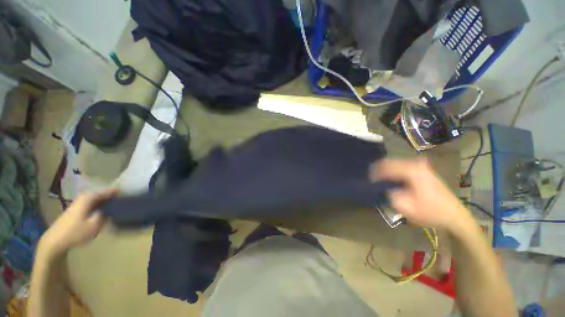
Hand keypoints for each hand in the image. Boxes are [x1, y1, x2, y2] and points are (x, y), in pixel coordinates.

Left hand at [40, 189, 117, 255]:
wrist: (55, 241)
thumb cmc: (76, 232)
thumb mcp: (94, 225)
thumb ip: (105, 215)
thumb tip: (111, 209)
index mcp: (88, 198)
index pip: (107, 191)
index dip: (117, 192)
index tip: (127, 193)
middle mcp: (83, 197)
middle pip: (100, 194)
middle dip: (111, 196)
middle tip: (123, 200)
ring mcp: (78, 204)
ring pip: (95, 199)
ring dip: (105, 201)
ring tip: (115, 205)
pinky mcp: (75, 210)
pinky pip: (91, 204)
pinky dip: (98, 206)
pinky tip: (103, 211)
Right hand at [370, 159, 469, 231]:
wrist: (454, 216)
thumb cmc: (430, 212)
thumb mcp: (406, 207)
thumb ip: (390, 194)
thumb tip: (384, 188)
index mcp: (412, 171)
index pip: (387, 167)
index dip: (376, 173)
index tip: (368, 179)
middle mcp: (417, 165)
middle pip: (392, 162)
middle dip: (380, 169)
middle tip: (372, 178)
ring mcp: (422, 166)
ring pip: (397, 164)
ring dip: (388, 170)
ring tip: (379, 178)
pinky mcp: (425, 170)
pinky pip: (404, 167)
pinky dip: (395, 171)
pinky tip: (392, 178)